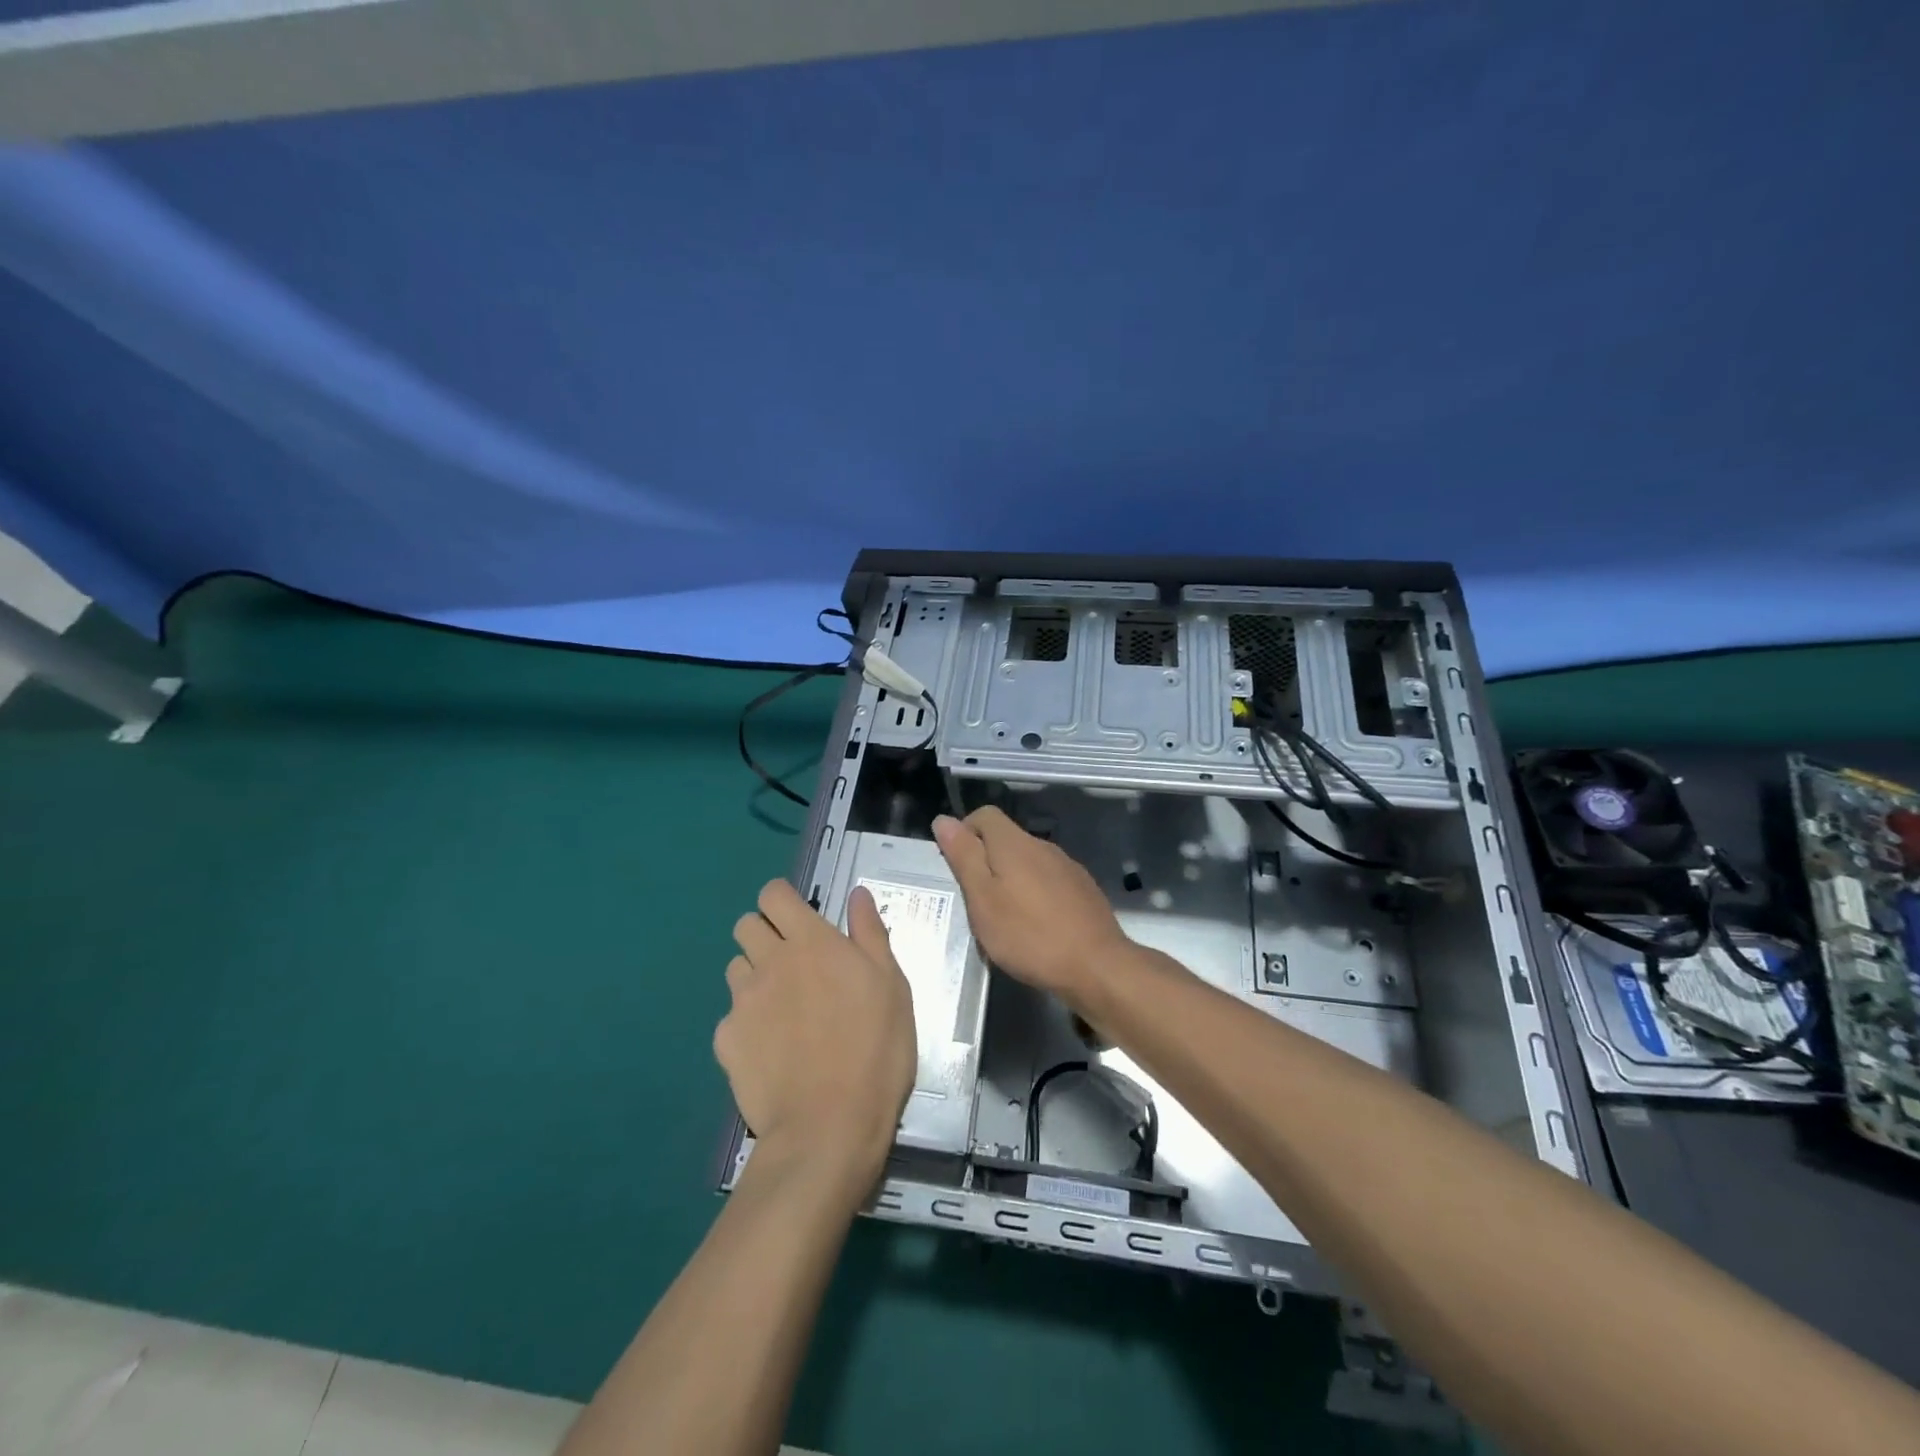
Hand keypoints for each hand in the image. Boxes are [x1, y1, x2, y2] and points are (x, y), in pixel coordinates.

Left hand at [718, 881, 915, 1185]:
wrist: (829, 1126)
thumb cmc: (875, 1048)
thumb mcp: (891, 984)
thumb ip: (870, 933)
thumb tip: (857, 893)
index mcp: (811, 942)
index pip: (774, 894)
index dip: (782, 900)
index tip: (799, 919)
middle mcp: (770, 961)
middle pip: (745, 925)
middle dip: (764, 933)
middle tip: (793, 962)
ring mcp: (743, 1002)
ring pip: (735, 968)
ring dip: (754, 975)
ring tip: (781, 1007)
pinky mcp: (726, 1041)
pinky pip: (730, 1017)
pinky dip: (746, 1024)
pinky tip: (771, 1050)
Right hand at [932, 806, 1130, 1003]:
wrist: (1096, 966)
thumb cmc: (1029, 935)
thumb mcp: (983, 900)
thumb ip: (964, 857)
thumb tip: (943, 820)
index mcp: (1015, 843)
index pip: (984, 815)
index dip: (964, 832)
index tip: (957, 867)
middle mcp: (1043, 845)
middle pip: (1006, 838)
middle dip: (986, 860)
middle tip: (976, 900)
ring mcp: (1067, 866)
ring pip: (1028, 861)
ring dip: (1011, 879)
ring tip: (1004, 917)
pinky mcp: (1083, 888)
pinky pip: (1048, 880)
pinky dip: (1034, 893)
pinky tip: (1035, 924)